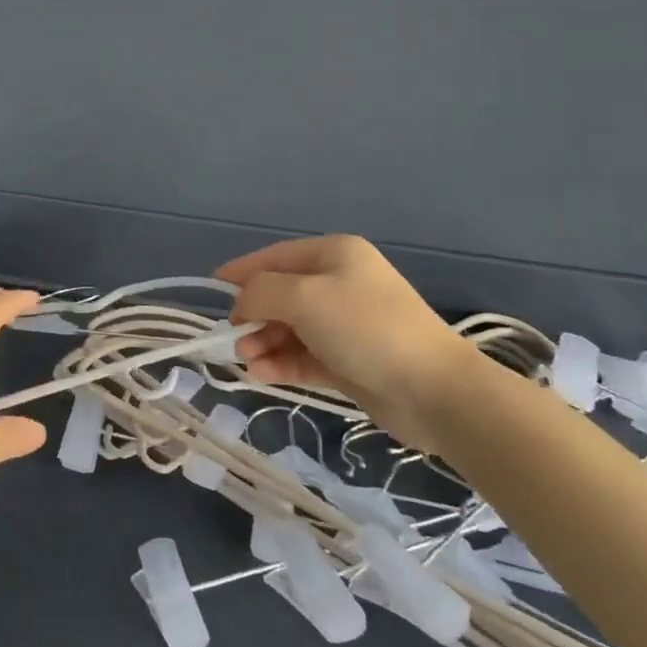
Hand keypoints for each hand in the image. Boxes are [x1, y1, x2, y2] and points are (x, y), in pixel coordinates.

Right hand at [214, 236, 487, 455]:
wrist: (435, 391)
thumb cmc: (366, 328)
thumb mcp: (303, 297)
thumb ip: (260, 292)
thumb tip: (240, 304)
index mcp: (334, 254)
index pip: (274, 257)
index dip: (241, 271)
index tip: (211, 287)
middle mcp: (339, 283)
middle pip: (279, 294)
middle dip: (253, 314)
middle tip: (235, 338)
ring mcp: (345, 323)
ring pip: (288, 327)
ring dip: (263, 341)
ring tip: (248, 360)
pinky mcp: (349, 360)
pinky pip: (303, 355)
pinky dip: (280, 361)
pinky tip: (261, 373)